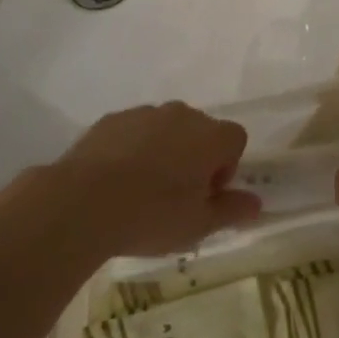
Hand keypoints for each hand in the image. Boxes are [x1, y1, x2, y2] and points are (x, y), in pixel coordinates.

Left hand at [56, 101, 262, 257]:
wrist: (83, 202)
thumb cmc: (151, 215)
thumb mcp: (198, 225)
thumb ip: (231, 210)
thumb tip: (255, 203)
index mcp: (210, 136)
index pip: (236, 139)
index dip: (226, 168)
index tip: (205, 195)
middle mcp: (182, 114)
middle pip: (201, 131)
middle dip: (196, 157)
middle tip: (177, 197)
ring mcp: (145, 112)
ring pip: (167, 129)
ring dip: (164, 151)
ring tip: (143, 190)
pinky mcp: (113, 118)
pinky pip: (135, 131)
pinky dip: (134, 149)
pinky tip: (117, 181)